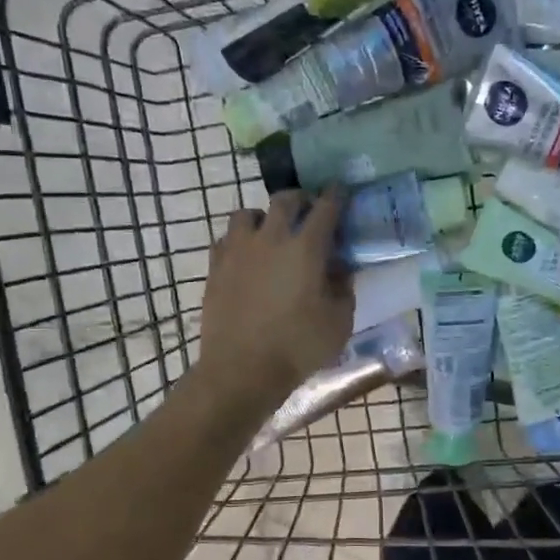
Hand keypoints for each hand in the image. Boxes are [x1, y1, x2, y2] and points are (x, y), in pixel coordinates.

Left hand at [199, 189, 353, 404]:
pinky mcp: (215, 267)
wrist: (242, 369)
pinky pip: (227, 239)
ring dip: (264, 216)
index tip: (340, 190)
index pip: (325, 208)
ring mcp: (238, 250)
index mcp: (306, 247)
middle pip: (285, 200)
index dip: (335, 195)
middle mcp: (271, 238)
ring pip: (248, 214)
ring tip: (271, 232)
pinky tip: (247, 256)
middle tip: (309, 210)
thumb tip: (340, 267)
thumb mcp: (339, 321)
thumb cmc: (298, 346)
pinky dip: (240, 240)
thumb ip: (343, 287)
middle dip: (301, 199)